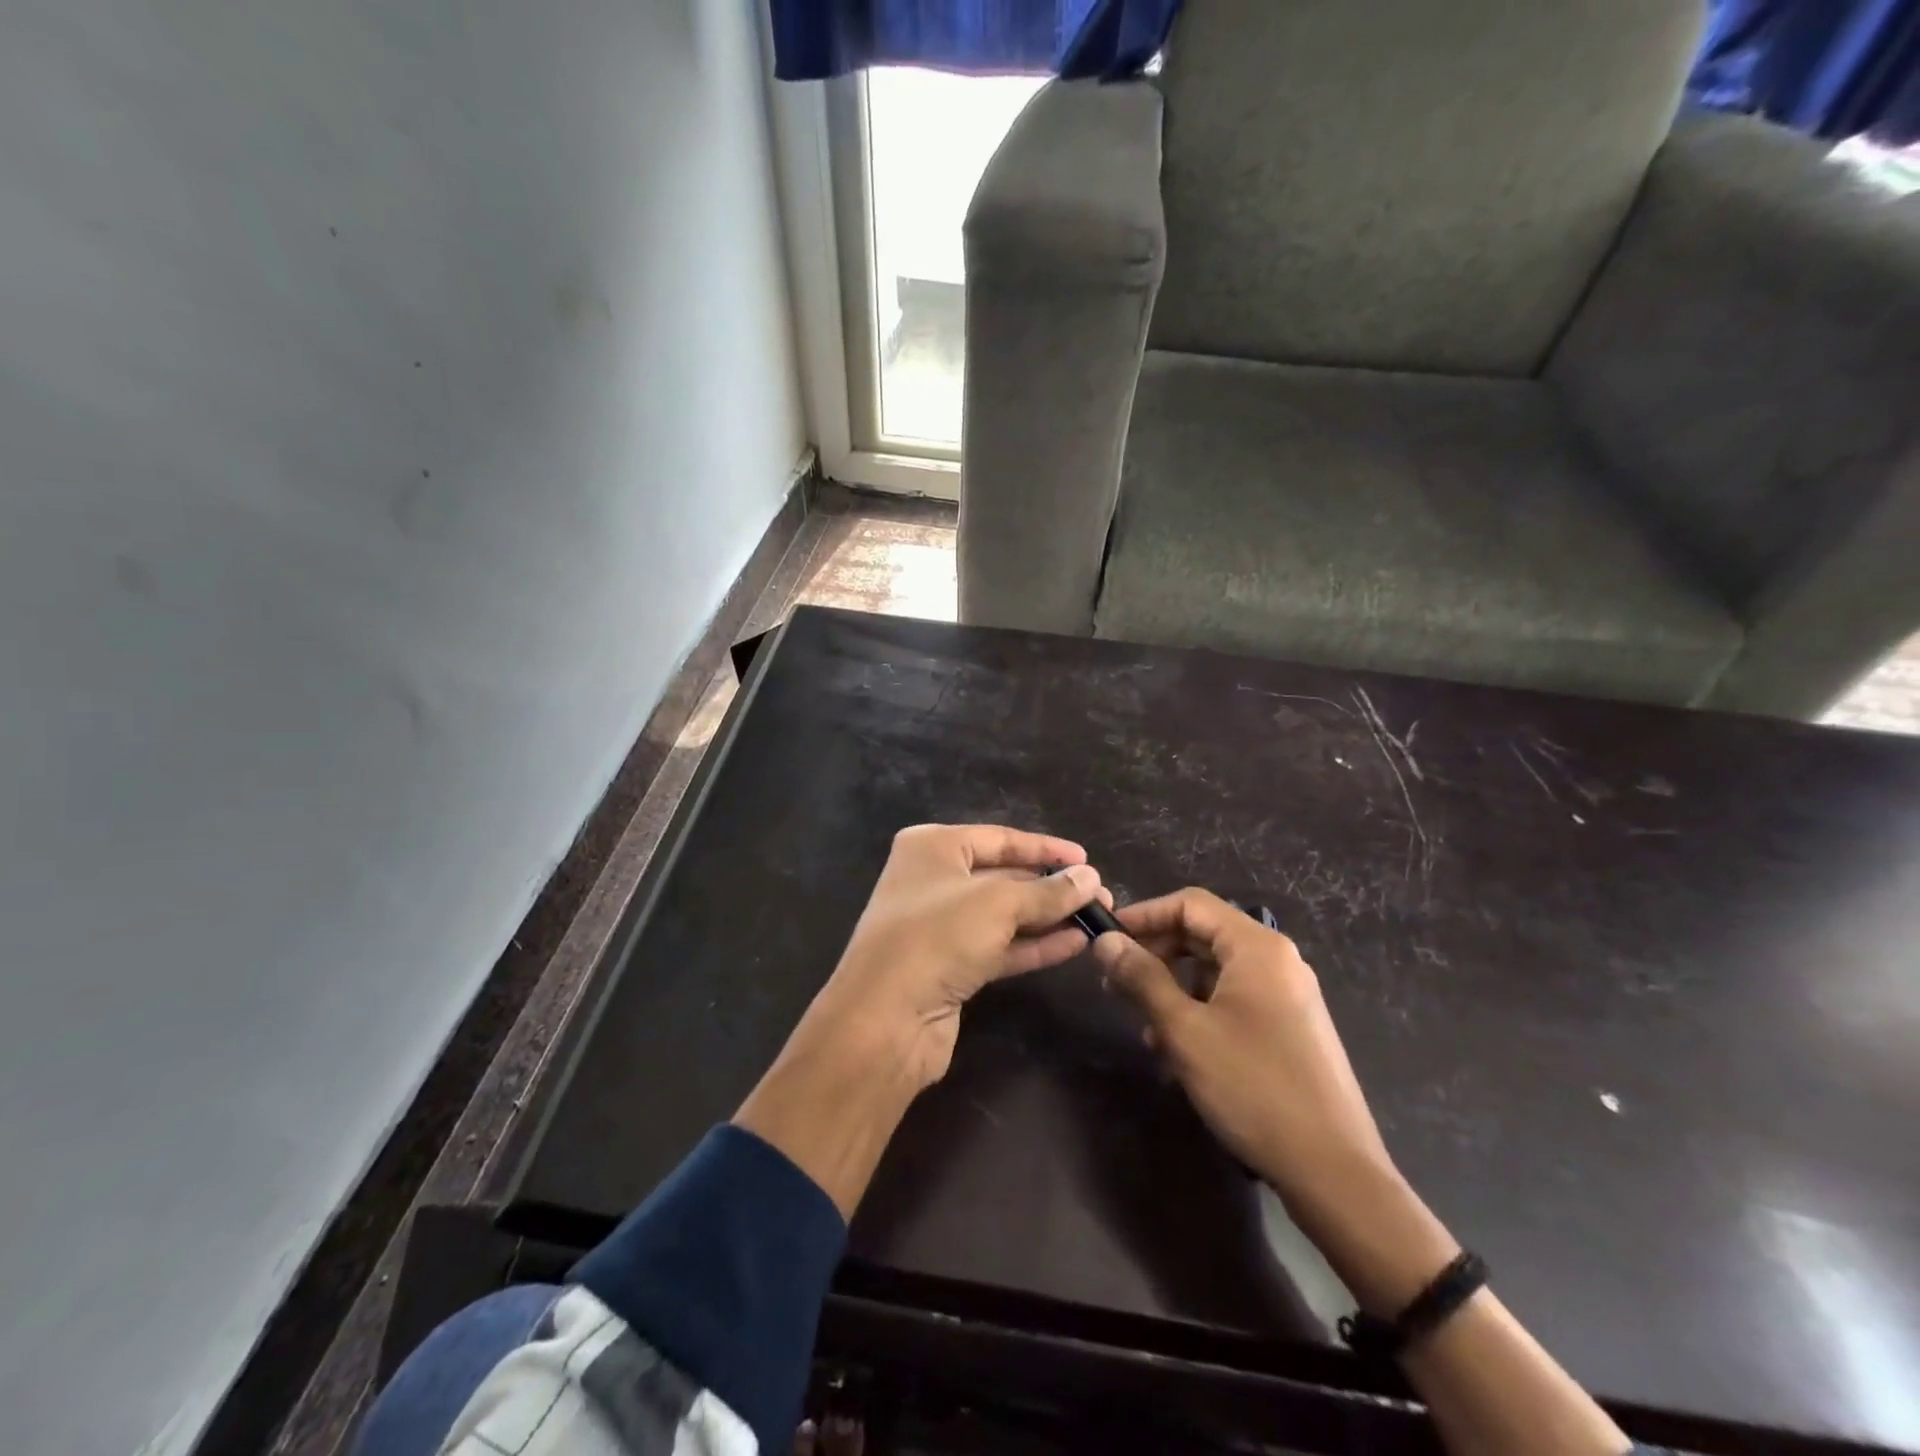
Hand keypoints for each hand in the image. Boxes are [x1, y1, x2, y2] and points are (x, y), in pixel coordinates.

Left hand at [810, 824, 1106, 1087]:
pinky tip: (1074, 944)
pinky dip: (1035, 945)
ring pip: (1004, 915)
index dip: (1044, 848)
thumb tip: (1091, 878)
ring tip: (1096, 918)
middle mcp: (933, 880)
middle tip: (1100, 894)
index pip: (999, 838)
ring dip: (1048, 916)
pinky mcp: (950, 966)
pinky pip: (1000, 947)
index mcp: (932, 847)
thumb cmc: (937, 937)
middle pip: (1003, 876)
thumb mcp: (998, 904)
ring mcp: (940, 926)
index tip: (1086, 859)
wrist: (885, 1019)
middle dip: (1050, 886)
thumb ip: (1048, 891)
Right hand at [1093, 887, 1464, 1317]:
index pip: (1190, 904)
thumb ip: (1142, 978)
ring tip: (1144, 1029)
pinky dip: (1200, 1013)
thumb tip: (1105, 941)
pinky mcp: (1290, 1029)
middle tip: (1116, 984)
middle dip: (1155, 956)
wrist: (1334, 1171)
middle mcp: (1277, 961)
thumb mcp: (1184, 1030)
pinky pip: (1235, 1001)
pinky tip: (1178, 1055)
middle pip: (1203, 935)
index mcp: (1257, 947)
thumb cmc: (1253, 1087)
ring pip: (1215, 972)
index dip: (1144, 915)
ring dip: (1174, 990)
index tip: (1107, 939)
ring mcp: (1288, 996)